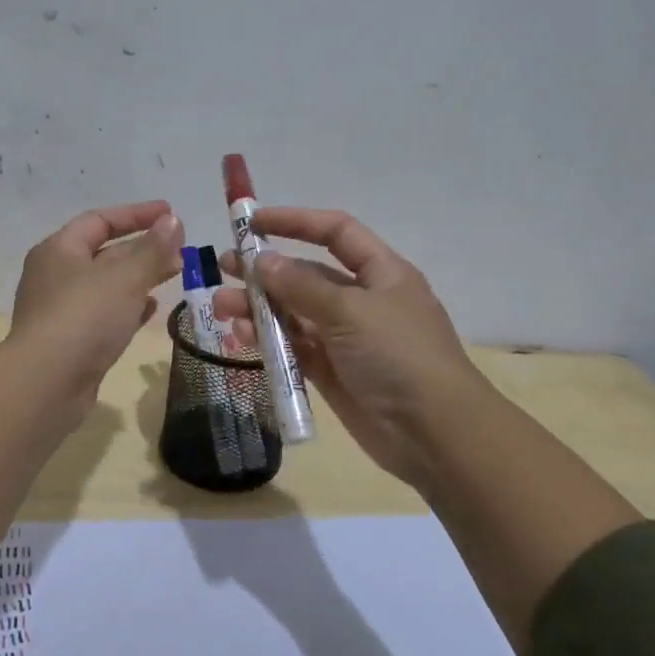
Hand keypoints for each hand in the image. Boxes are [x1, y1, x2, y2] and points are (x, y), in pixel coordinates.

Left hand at [10, 200, 183, 406]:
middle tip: (181, 251)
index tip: (171, 214)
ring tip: (174, 276)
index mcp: (59, 250)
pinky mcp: (71, 342)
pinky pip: (104, 315)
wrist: (47, 384)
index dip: (137, 214)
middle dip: (144, 249)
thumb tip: (173, 221)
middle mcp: (56, 276)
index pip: (100, 220)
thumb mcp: (125, 277)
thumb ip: (153, 249)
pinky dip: (129, 308)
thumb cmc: (84, 318)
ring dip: (140, 278)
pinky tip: (151, 310)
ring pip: (107, 286)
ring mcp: (61, 311)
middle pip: (104, 253)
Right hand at [214, 207, 485, 486]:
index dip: (295, 222)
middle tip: (224, 268)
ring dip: (258, 309)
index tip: (252, 223)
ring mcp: (346, 339)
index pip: (336, 233)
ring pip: (294, 314)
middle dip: (266, 271)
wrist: (433, 434)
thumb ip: (301, 286)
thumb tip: (263, 260)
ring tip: (221, 309)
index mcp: (381, 273)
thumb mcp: (351, 311)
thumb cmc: (398, 356)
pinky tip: (240, 338)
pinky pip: (293, 349)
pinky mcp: (332, 373)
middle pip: (307, 275)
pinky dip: (268, 342)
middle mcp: (362, 301)